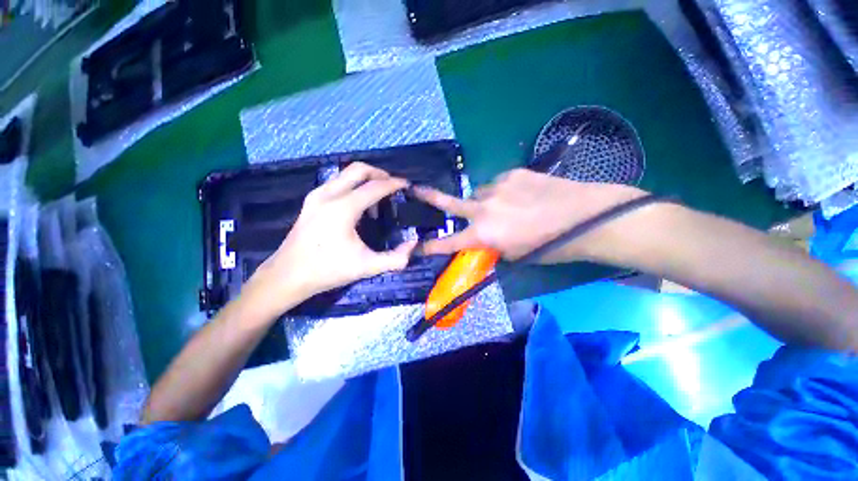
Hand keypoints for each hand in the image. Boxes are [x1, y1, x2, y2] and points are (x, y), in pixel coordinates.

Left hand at [242, 162, 416, 318]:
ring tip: (378, 199)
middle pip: (359, 169)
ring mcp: (317, 195)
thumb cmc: (327, 270)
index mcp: (343, 208)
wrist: (287, 276)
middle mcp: (329, 194)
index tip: (407, 185)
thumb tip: (414, 244)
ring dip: (366, 180)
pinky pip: (337, 182)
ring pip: (346, 174)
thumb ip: (396, 258)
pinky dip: (353, 186)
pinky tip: (359, 206)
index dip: (394, 184)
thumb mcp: (367, 267)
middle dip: (380, 173)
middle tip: (393, 186)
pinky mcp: (311, 200)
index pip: (375, 187)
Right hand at [412, 169, 642, 261]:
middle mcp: (485, 208)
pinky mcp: (514, 173)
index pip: (450, 242)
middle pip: (450, 203)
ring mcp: (498, 187)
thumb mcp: (515, 255)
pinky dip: (503, 192)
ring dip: (484, 202)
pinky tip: (521, 196)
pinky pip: (499, 184)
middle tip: (414, 189)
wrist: (585, 216)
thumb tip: (483, 239)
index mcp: (485, 233)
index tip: (416, 248)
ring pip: (480, 194)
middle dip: (430, 197)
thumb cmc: (551, 246)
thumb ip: (492, 246)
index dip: (431, 247)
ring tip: (504, 207)